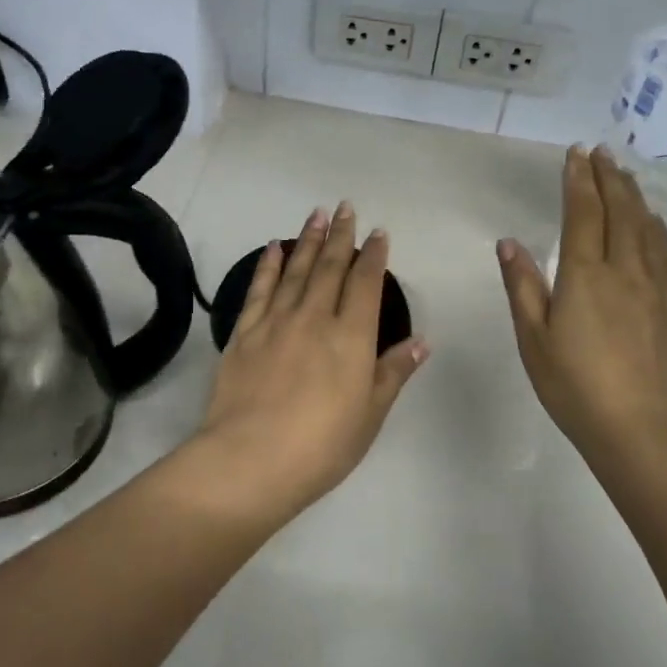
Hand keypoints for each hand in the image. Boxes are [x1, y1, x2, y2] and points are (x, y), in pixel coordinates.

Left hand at [197, 203, 428, 518]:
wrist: (250, 459)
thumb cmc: (321, 446)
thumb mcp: (370, 414)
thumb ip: (393, 372)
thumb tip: (422, 340)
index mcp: (351, 337)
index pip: (366, 284)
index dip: (373, 256)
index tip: (378, 233)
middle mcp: (315, 318)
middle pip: (330, 267)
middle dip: (341, 236)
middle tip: (345, 208)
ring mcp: (276, 322)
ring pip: (296, 271)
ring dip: (308, 240)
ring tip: (316, 214)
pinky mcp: (244, 333)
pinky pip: (259, 289)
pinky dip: (267, 265)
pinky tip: (272, 248)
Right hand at [497, 146, 666, 459]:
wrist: (641, 429)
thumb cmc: (575, 386)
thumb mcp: (533, 339)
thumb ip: (522, 286)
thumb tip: (510, 242)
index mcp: (585, 275)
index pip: (583, 213)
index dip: (578, 180)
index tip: (576, 154)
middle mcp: (626, 270)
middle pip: (620, 212)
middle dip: (609, 178)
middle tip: (602, 153)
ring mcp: (659, 287)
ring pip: (648, 228)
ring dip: (635, 198)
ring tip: (627, 177)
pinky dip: (660, 230)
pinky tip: (657, 225)